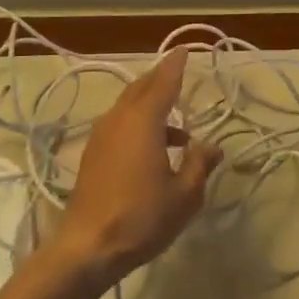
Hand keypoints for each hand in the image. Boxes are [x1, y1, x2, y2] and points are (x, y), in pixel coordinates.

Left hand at [50, 50, 222, 285]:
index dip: (175, 65)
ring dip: (150, 104)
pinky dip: (138, 122)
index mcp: (143, 121)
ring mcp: (101, 137)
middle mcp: (119, 120)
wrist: (87, 248)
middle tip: (178, 73)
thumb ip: (199, 165)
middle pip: (141, 88)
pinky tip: (154, 148)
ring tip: (177, 125)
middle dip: (160, 78)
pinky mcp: (92, 155)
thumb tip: (211, 146)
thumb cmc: (141, 218)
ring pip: (128, 106)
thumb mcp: (185, 195)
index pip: (163, 82)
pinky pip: (119, 124)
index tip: (184, 49)